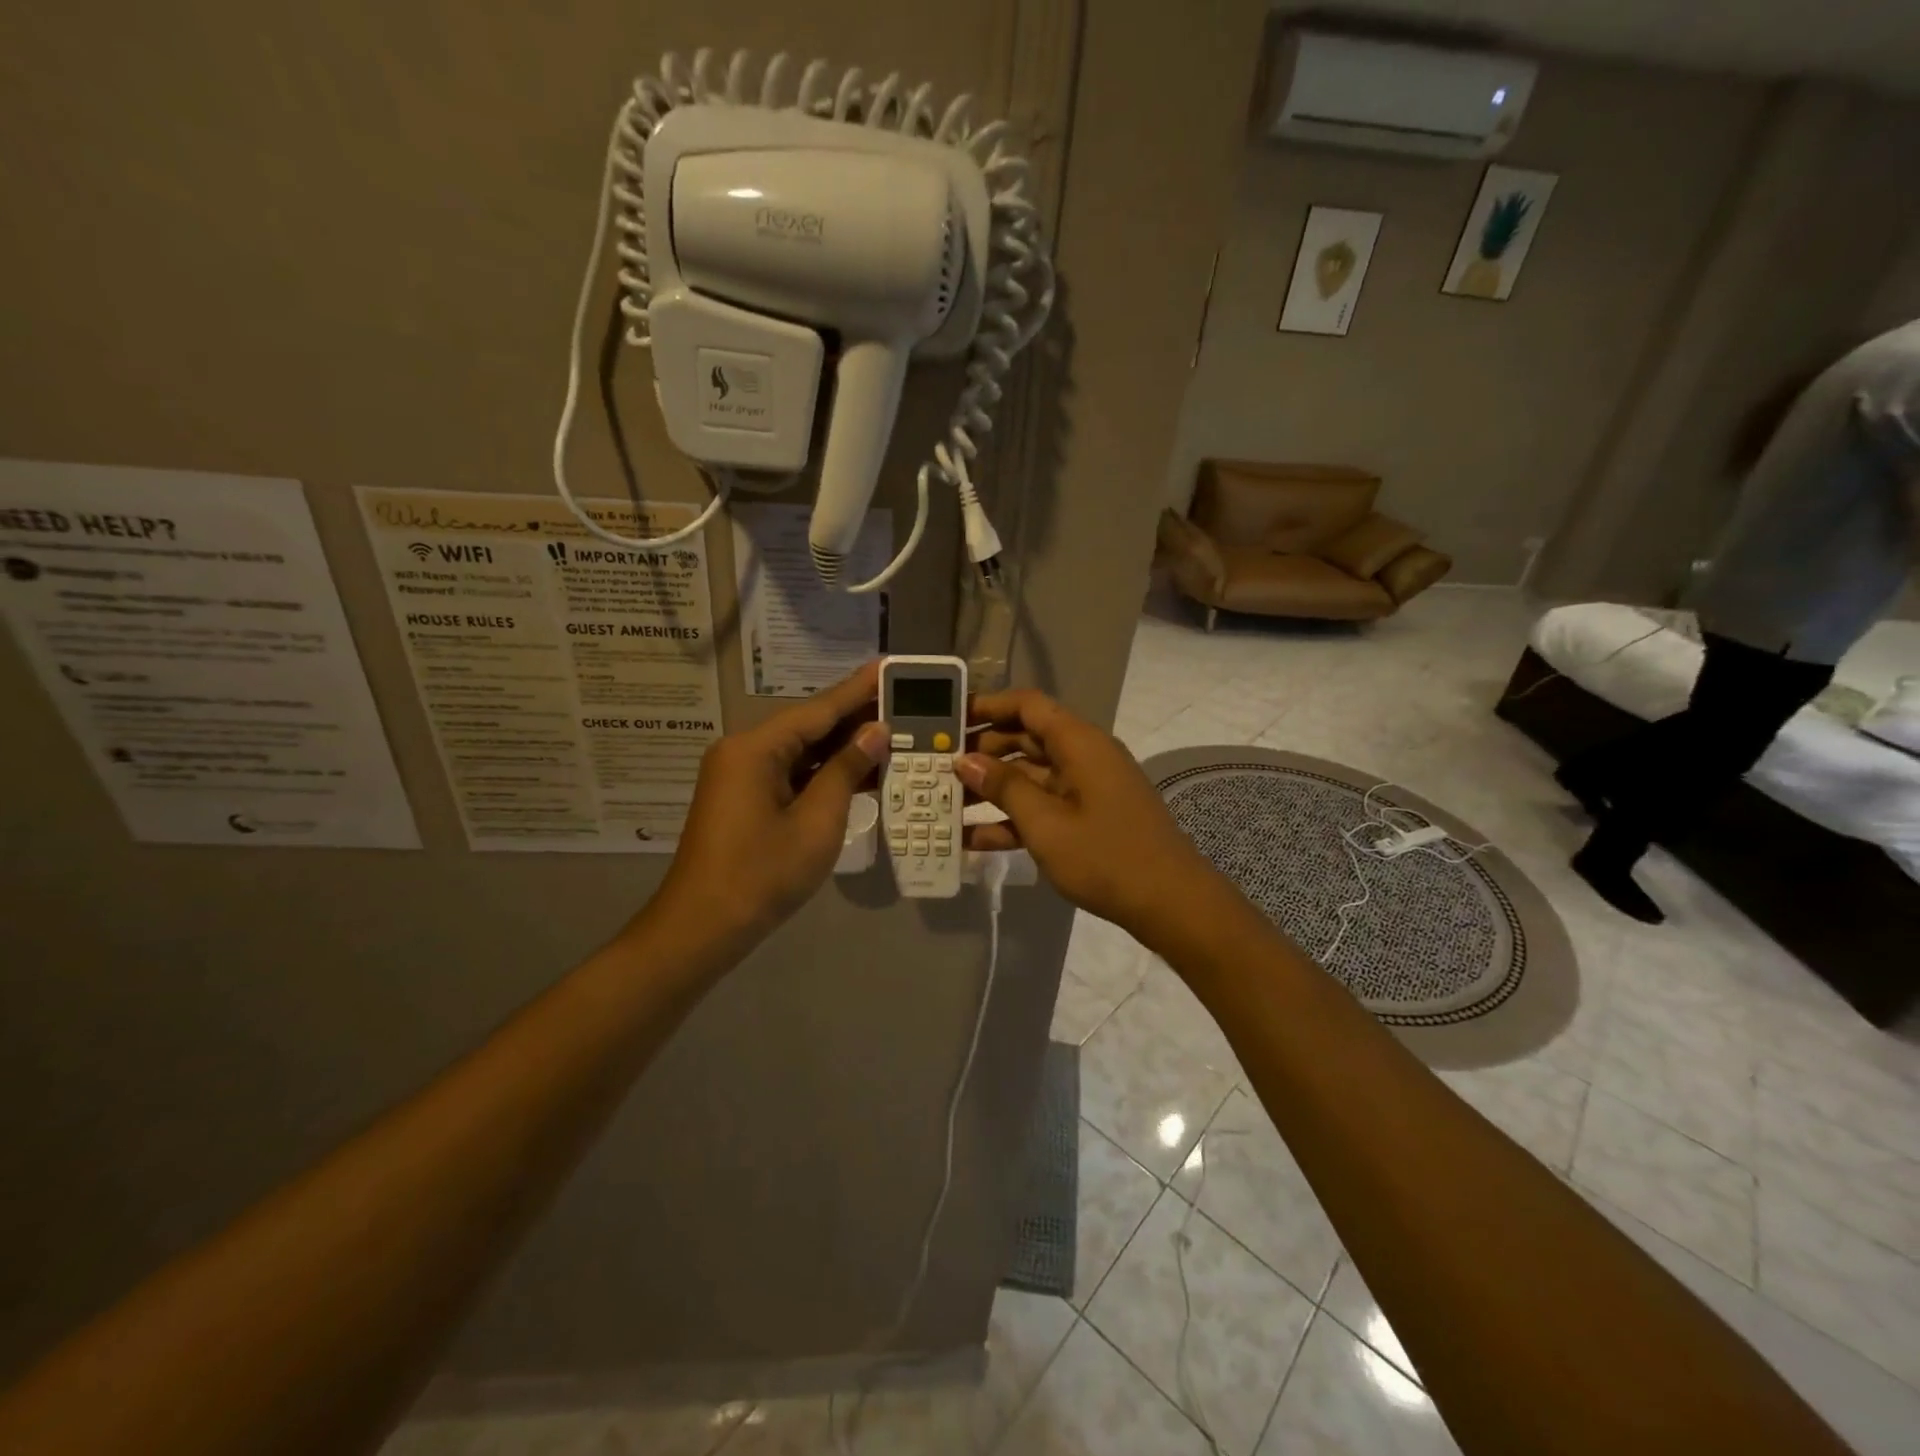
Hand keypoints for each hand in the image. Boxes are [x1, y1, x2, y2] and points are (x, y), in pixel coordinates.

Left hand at [653, 663, 889, 950]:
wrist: (703, 927)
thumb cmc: (763, 874)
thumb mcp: (816, 821)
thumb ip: (846, 769)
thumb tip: (875, 731)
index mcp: (755, 748)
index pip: (819, 708)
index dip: (859, 689)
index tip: (890, 666)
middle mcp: (744, 751)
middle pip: (808, 725)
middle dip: (855, 717)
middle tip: (903, 702)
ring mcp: (741, 775)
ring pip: (801, 750)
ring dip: (842, 746)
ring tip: (892, 731)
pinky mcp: (744, 797)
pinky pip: (790, 772)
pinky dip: (823, 771)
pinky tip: (859, 768)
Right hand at [957, 688, 1220, 942]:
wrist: (1170, 903)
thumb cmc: (1106, 856)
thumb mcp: (1045, 823)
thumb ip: (1003, 788)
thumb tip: (965, 760)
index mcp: (1078, 743)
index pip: (1027, 705)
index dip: (987, 706)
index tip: (949, 718)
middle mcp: (1083, 756)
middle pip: (1025, 740)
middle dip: (981, 752)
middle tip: (937, 766)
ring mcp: (1086, 789)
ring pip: (1030, 776)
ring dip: (991, 789)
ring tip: (944, 803)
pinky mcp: (1088, 818)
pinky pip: (1043, 807)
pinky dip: (1012, 819)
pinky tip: (971, 840)